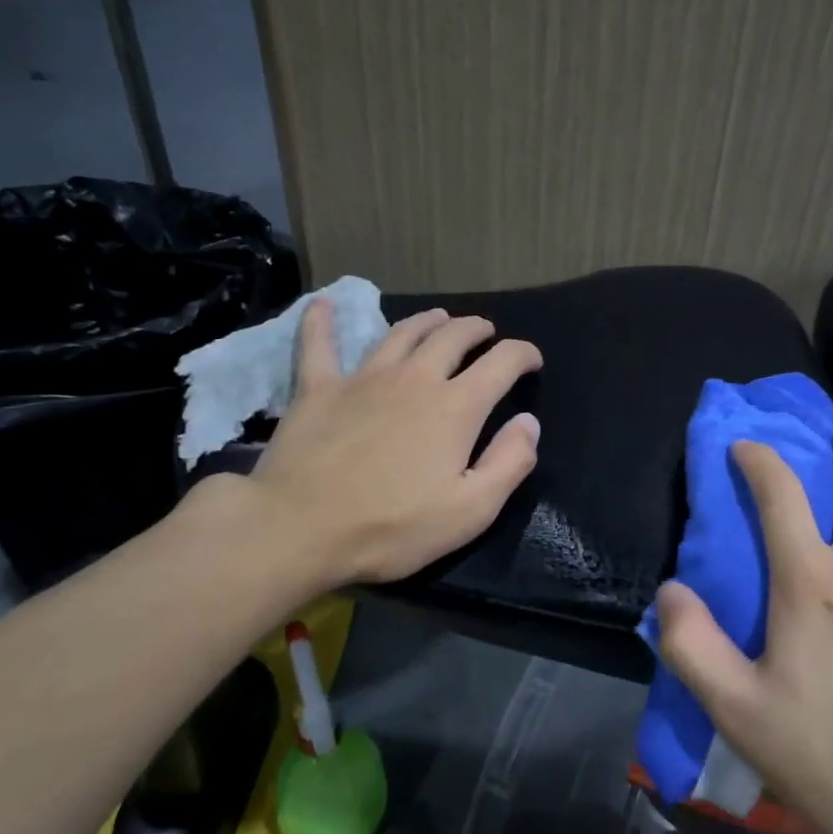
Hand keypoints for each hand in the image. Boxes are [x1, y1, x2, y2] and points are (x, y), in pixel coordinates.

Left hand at [225, 300, 542, 588]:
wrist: (300, 529)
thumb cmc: (393, 527)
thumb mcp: (470, 511)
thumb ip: (509, 463)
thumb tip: (528, 422)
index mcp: (456, 407)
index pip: (502, 363)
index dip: (523, 355)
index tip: (532, 360)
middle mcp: (415, 378)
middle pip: (453, 337)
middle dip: (477, 330)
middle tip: (486, 334)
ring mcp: (363, 378)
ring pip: (401, 333)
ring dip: (426, 321)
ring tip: (439, 318)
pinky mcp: (318, 388)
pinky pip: (318, 345)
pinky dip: (322, 321)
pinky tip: (324, 304)